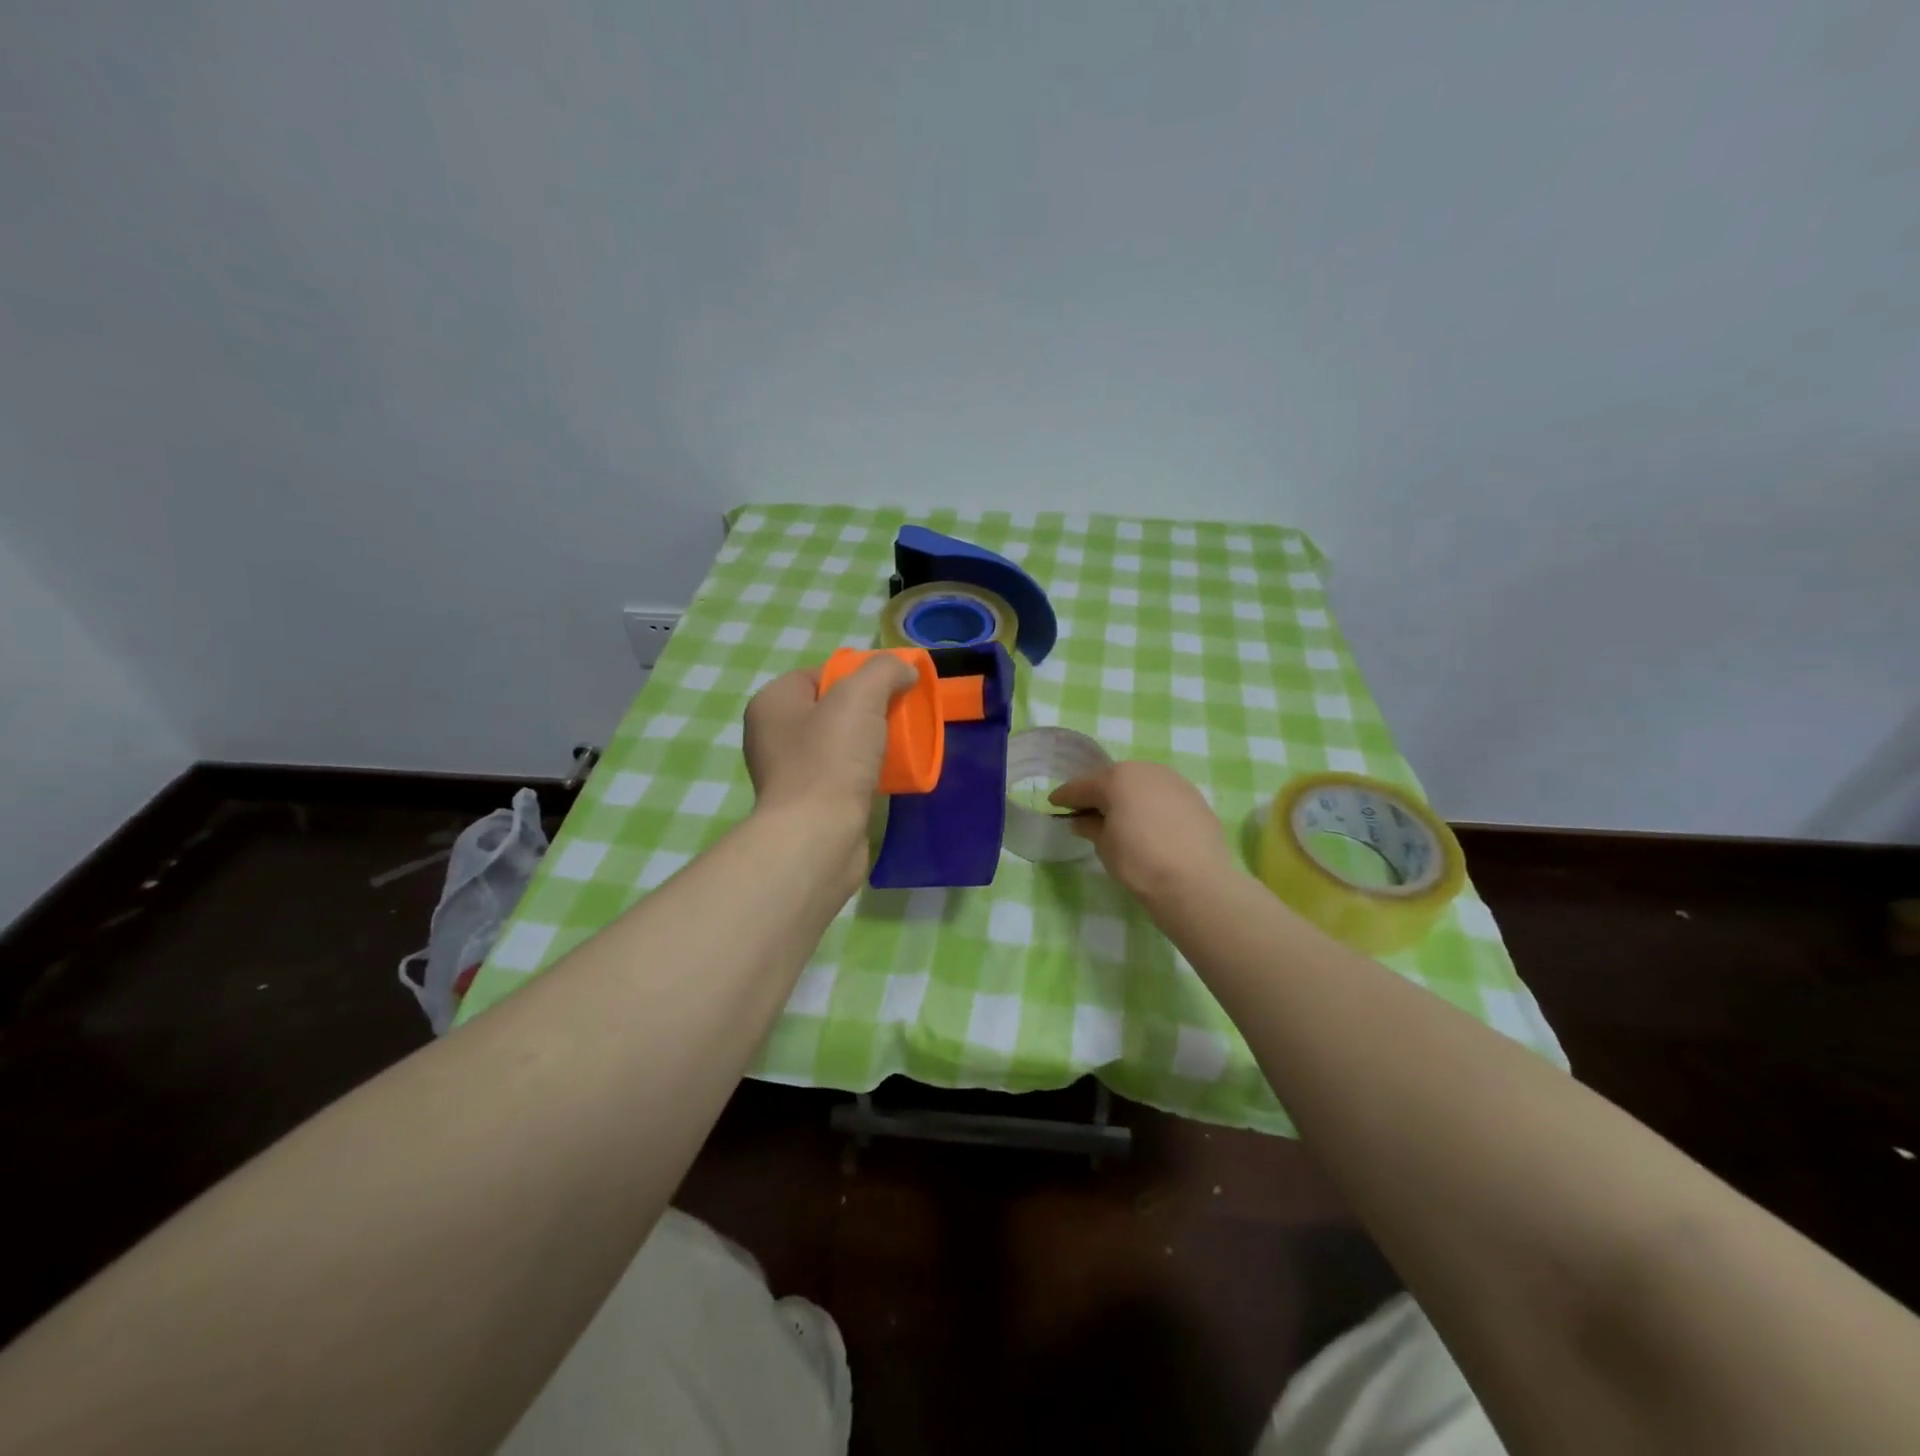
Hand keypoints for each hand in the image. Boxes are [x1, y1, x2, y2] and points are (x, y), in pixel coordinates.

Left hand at [743, 655, 916, 827]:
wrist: (818, 837)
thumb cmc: (831, 759)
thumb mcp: (860, 696)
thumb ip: (884, 671)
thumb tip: (905, 670)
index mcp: (772, 703)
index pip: (819, 674)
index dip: (857, 675)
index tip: (891, 688)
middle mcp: (773, 735)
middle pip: (831, 709)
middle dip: (868, 710)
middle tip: (900, 715)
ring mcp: (789, 772)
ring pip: (839, 744)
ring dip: (870, 743)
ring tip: (900, 745)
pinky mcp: (809, 804)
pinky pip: (843, 775)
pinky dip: (866, 773)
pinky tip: (889, 776)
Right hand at [1049, 761, 1236, 905]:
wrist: (1196, 882)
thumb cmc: (1139, 862)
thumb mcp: (1105, 846)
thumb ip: (1091, 827)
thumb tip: (1082, 820)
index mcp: (1117, 778)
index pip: (1082, 786)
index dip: (1065, 796)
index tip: (1053, 803)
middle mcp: (1146, 771)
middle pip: (1114, 779)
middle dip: (1099, 793)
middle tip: (1086, 811)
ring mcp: (1175, 782)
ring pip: (1142, 785)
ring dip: (1128, 797)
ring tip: (1120, 818)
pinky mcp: (1196, 798)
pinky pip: (1163, 797)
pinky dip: (1151, 806)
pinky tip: (1150, 825)